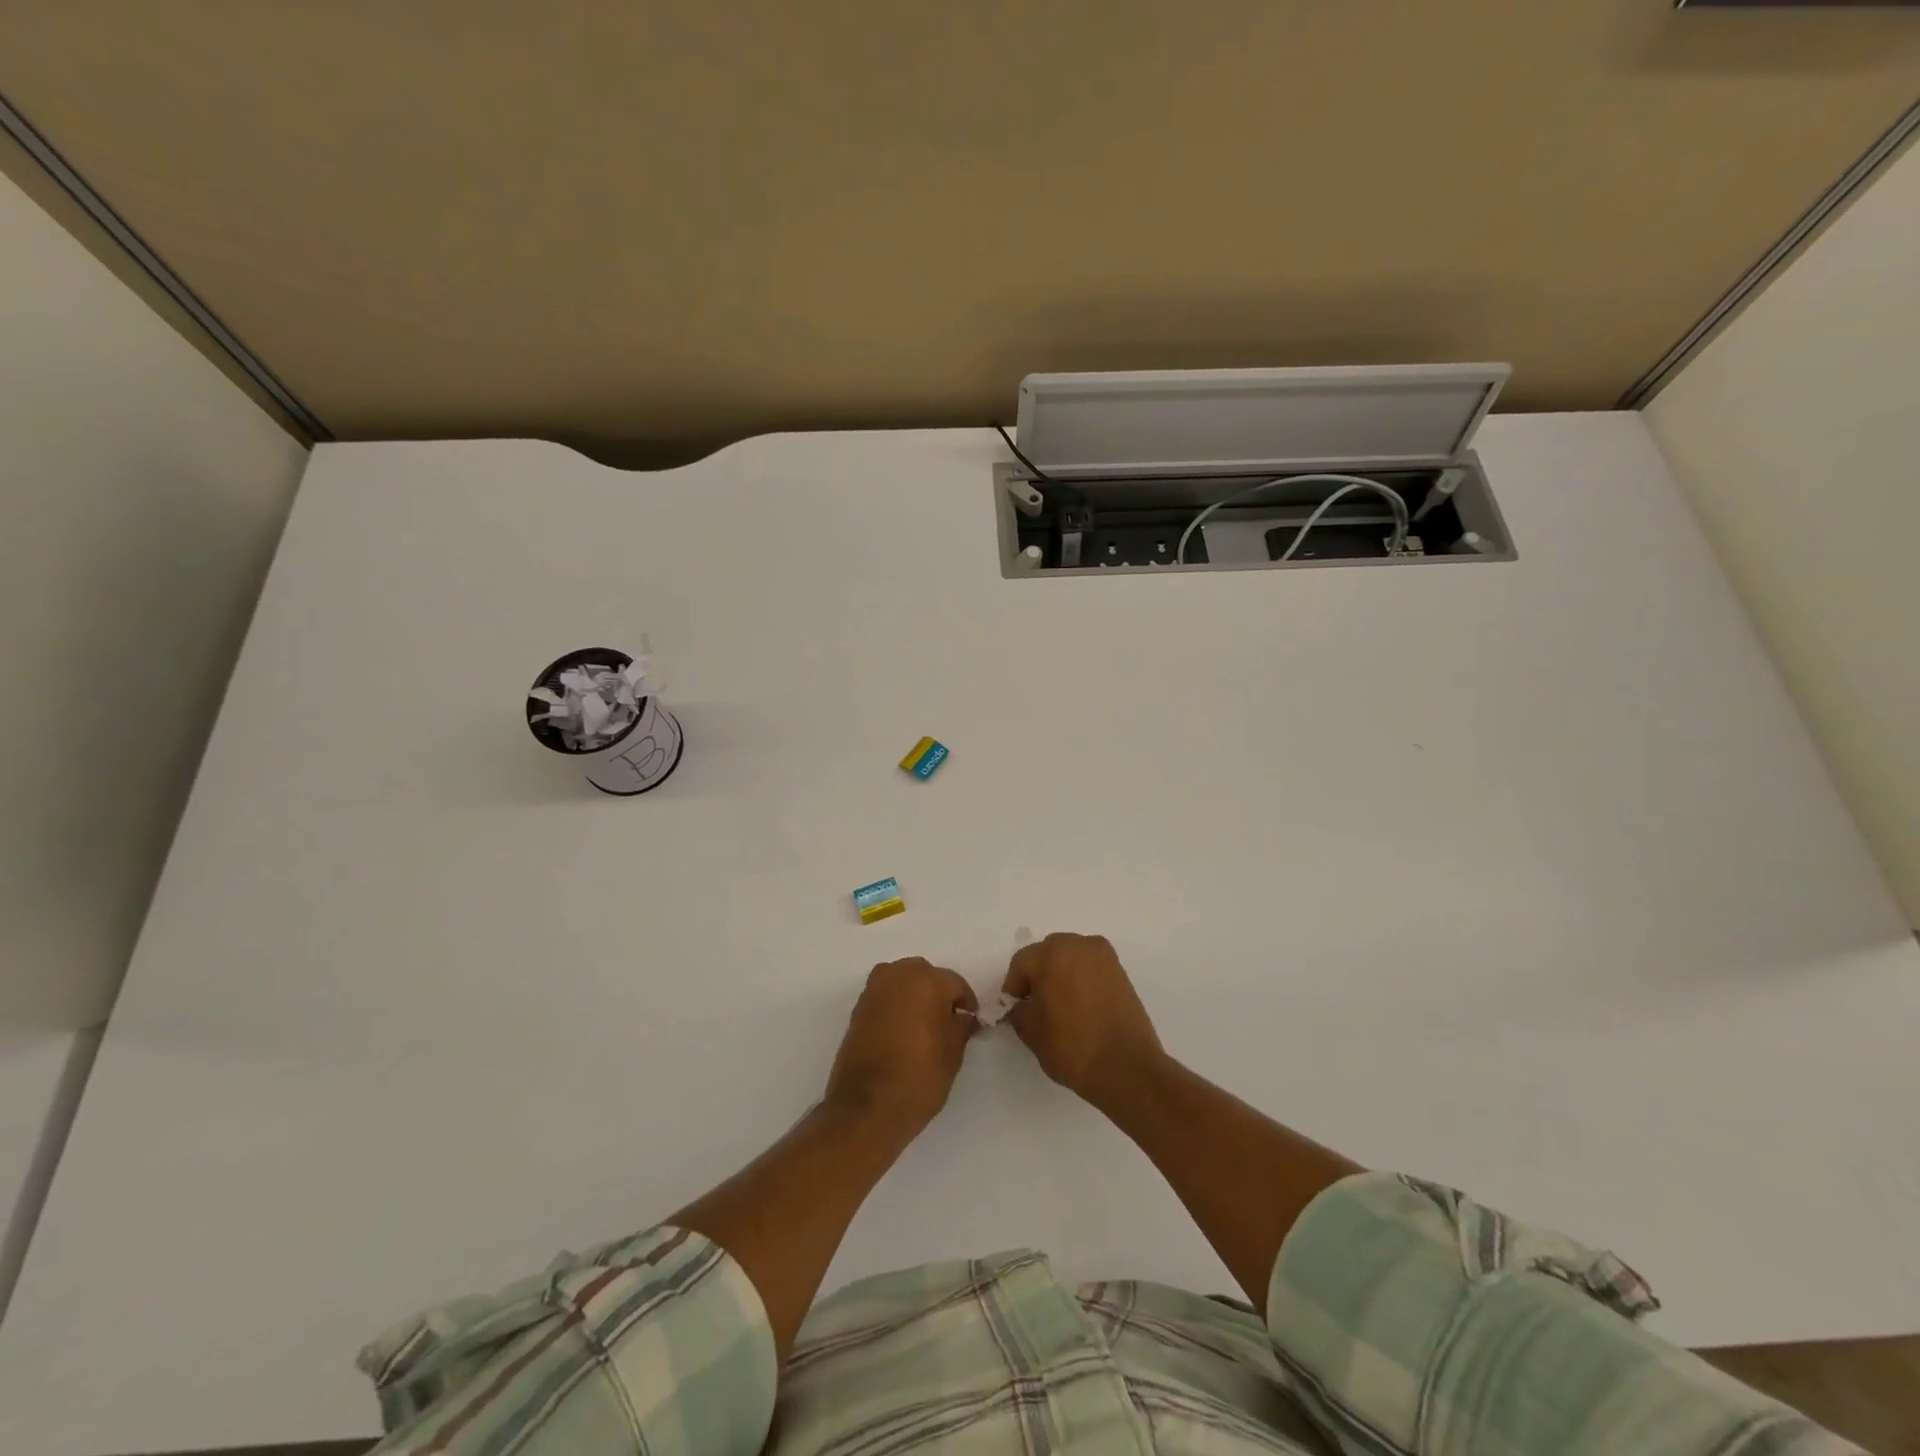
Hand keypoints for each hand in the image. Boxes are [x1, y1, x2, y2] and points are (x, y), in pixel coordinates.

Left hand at [824, 958, 978, 1135]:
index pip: (955, 983)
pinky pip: (885, 997)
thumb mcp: (953, 1053)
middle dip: (938, 993)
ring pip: (902, 982)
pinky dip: (896, 1006)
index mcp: (926, 980)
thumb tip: (964, 1017)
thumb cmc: (919, 1076)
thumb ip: (962, 1026)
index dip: (966, 1002)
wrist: (867, 1106)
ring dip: (915, 996)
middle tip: (947, 1020)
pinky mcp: (857, 1008)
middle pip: (925, 975)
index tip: (971, 1019)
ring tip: (924, 1026)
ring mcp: (873, 990)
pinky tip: (903, 1032)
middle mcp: (898, 974)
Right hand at [1003, 933, 1164, 1112]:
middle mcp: (1079, 945)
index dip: (1014, 987)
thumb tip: (1022, 1006)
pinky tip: (1082, 1007)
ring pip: (1071, 958)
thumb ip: (1019, 1011)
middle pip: (1047, 954)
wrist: (1126, 1067)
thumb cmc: (1071, 1046)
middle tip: (1036, 1004)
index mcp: (1051, 954)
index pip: (1021, 963)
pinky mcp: (1121, 972)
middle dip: (1038, 975)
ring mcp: (1104, 957)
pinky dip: (1082, 980)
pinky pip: (1091, 968)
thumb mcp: (1031, 1031)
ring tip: (1061, 1006)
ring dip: (1061, 974)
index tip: (1014, 1008)